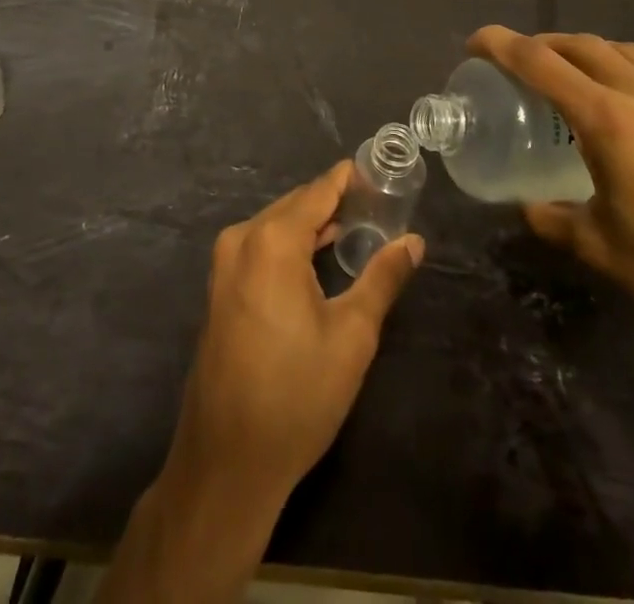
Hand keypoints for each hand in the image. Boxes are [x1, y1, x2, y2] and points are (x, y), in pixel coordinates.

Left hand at [99, 166, 422, 603]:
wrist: (227, 461)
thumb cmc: (297, 394)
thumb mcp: (352, 335)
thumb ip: (382, 278)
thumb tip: (413, 241)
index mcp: (272, 239)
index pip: (319, 190)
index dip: (351, 178)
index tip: (383, 171)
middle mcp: (242, 238)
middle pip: (297, 204)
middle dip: (336, 201)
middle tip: (380, 205)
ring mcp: (225, 263)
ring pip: (278, 224)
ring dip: (314, 224)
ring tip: (359, 226)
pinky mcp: (220, 288)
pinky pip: (261, 246)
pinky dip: (292, 244)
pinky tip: (320, 257)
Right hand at [469, 27, 633, 383]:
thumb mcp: (602, 248)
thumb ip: (554, 218)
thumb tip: (529, 205)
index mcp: (610, 121)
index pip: (540, 63)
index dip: (500, 45)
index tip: (474, 44)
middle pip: (580, 45)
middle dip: (540, 45)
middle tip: (514, 63)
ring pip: (621, 48)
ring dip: (583, 50)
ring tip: (565, 72)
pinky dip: (626, 62)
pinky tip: (624, 89)